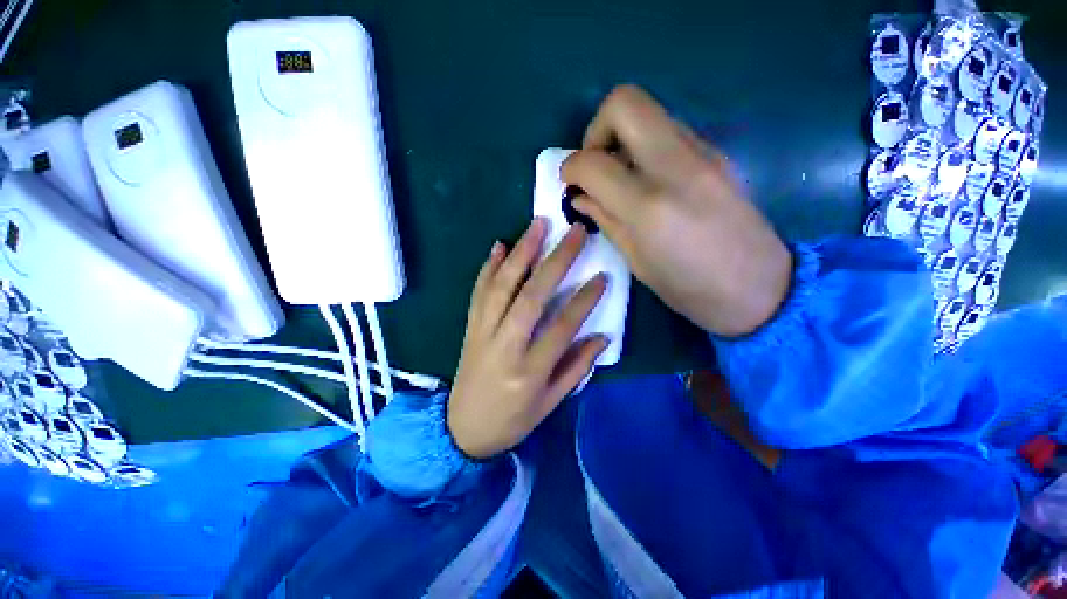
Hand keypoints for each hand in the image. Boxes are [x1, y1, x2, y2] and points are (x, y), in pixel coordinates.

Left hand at [448, 219, 608, 458]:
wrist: (462, 429)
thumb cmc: (512, 419)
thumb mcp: (550, 403)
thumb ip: (577, 368)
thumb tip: (603, 336)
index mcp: (529, 371)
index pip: (561, 328)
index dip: (584, 301)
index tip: (602, 277)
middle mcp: (504, 346)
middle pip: (531, 297)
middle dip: (555, 261)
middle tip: (574, 233)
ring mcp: (482, 333)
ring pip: (502, 286)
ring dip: (521, 253)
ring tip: (537, 225)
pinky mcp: (469, 327)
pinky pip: (479, 291)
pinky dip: (489, 267)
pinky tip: (499, 246)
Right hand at [562, 85, 792, 336]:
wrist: (761, 288)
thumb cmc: (690, 288)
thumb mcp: (637, 261)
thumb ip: (605, 219)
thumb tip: (580, 196)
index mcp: (649, 206)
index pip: (594, 162)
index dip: (571, 167)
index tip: (568, 181)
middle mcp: (676, 167)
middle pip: (625, 104)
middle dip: (597, 128)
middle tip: (595, 164)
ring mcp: (703, 155)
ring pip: (649, 113)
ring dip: (622, 137)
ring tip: (619, 176)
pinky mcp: (717, 155)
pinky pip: (669, 132)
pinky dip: (645, 147)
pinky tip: (645, 180)